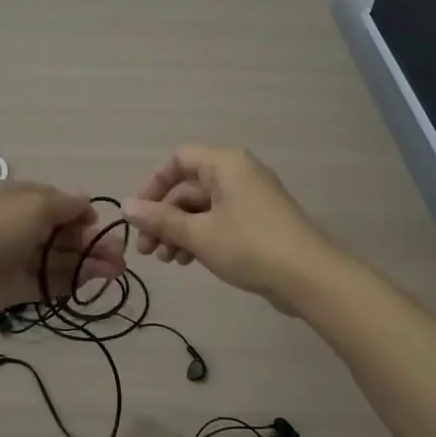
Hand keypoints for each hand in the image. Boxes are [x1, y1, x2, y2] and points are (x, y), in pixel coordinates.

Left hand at [0, 181, 125, 316]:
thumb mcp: (36, 205)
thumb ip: (66, 206)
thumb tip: (87, 203)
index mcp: (26, 199)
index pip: (62, 204)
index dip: (84, 216)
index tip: (101, 227)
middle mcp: (25, 226)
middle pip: (66, 234)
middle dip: (93, 242)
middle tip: (120, 258)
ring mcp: (22, 257)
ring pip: (62, 259)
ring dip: (89, 263)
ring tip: (116, 272)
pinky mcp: (19, 286)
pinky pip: (50, 282)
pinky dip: (72, 281)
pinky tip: (93, 281)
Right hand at [121, 145, 331, 299]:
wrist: (310, 276)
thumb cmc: (249, 246)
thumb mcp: (198, 234)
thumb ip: (160, 219)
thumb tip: (125, 207)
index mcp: (225, 164)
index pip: (179, 160)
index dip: (154, 185)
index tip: (139, 214)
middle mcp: (238, 172)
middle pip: (189, 187)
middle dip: (164, 217)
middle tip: (148, 250)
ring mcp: (250, 197)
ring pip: (203, 207)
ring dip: (179, 230)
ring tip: (166, 260)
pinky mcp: (259, 220)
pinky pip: (220, 219)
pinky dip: (200, 236)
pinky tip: (187, 261)